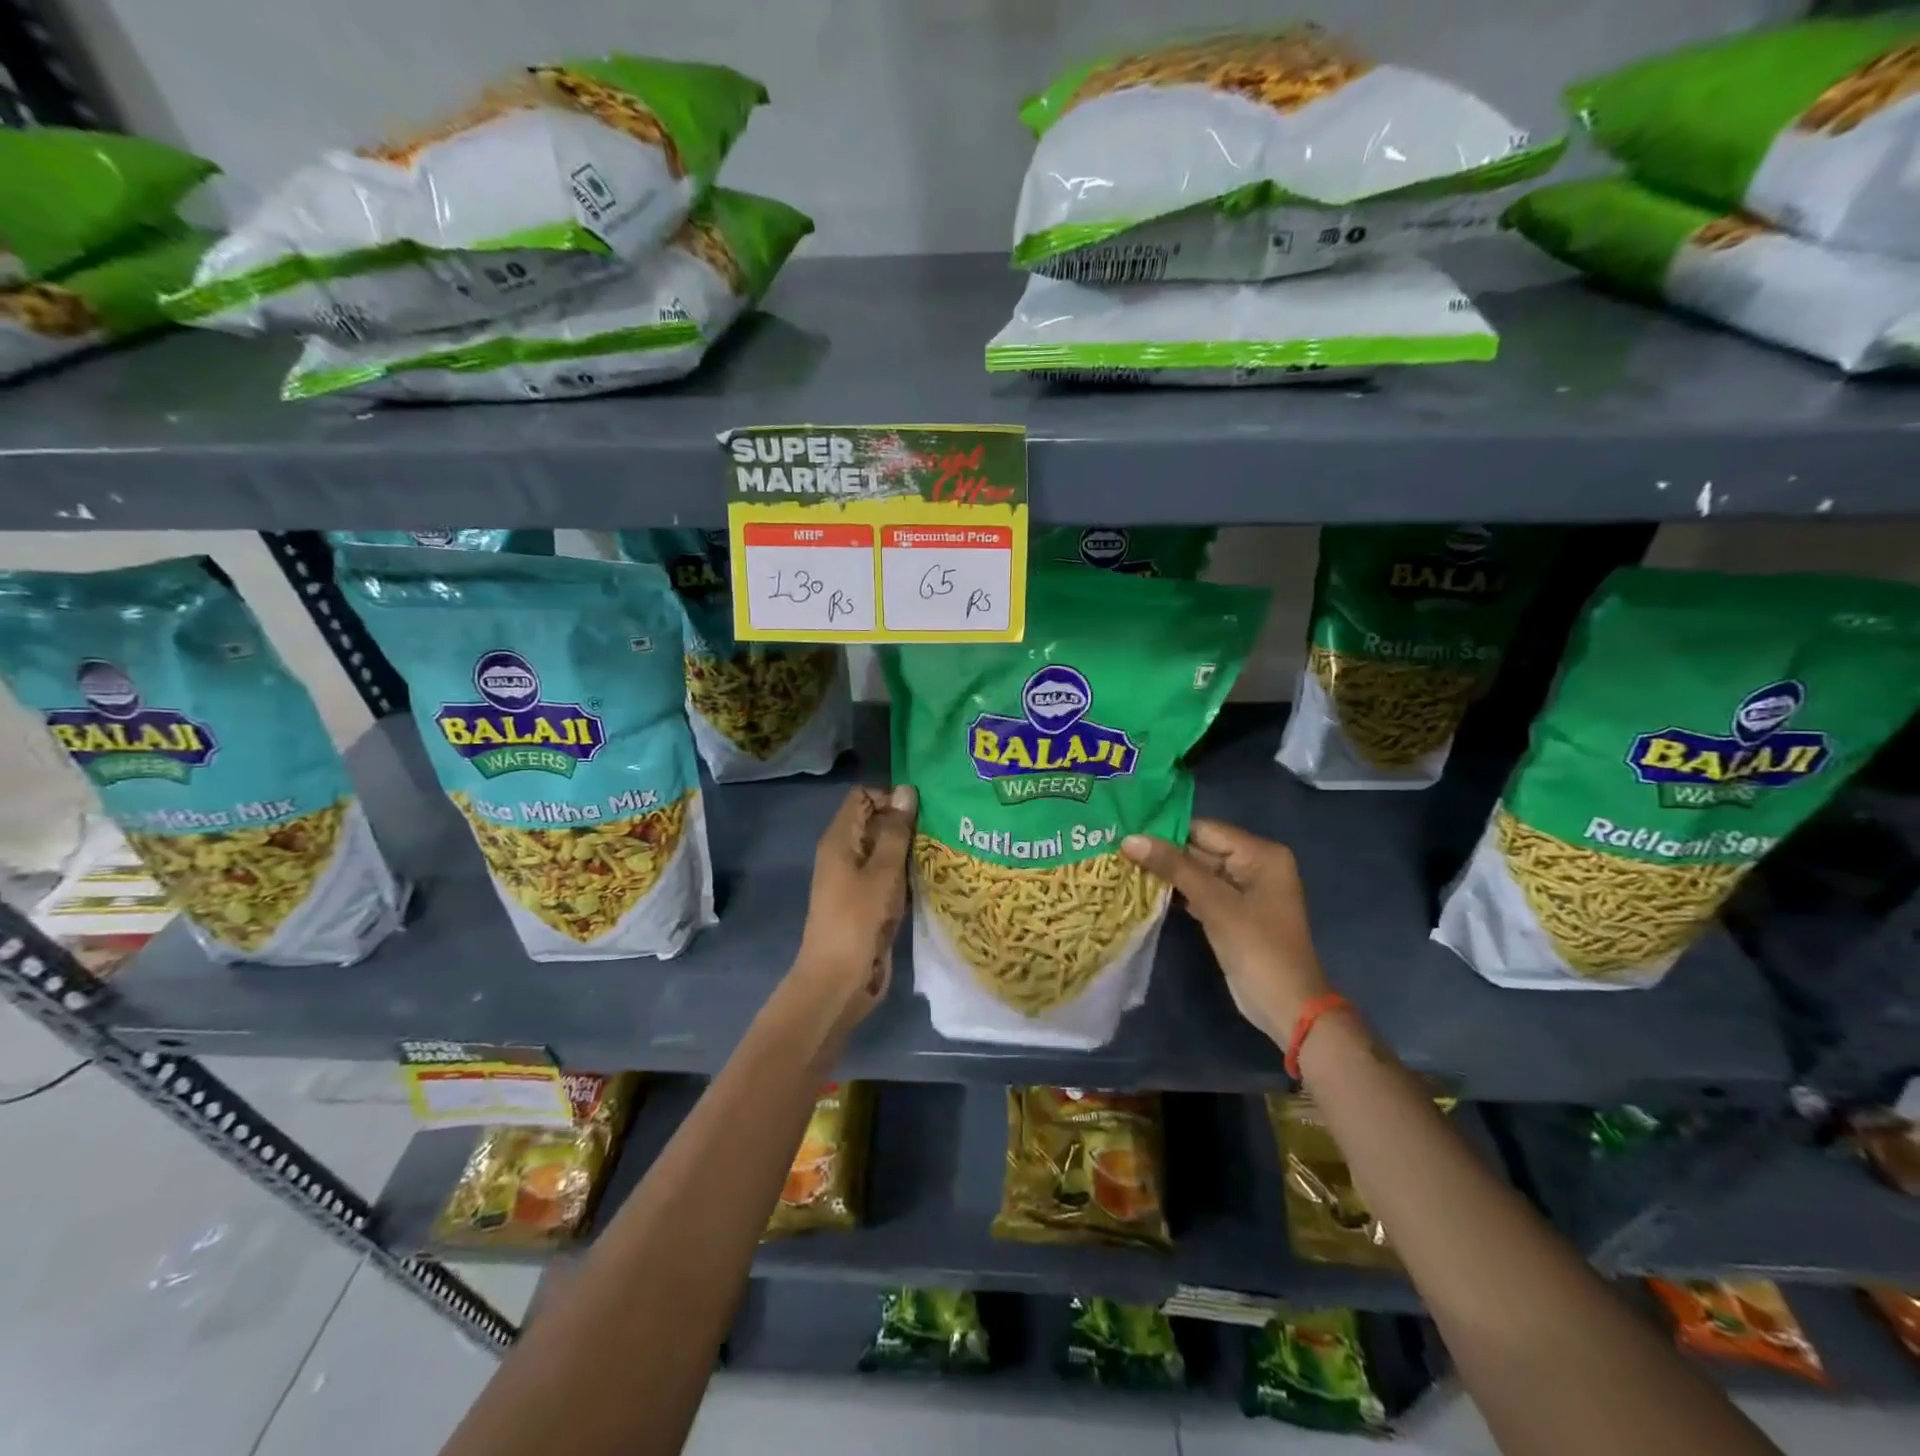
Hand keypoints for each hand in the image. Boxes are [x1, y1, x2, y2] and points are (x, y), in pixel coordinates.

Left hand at [793, 785, 916, 1035]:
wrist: (839, 982)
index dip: (890, 798)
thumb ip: (895, 831)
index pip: (862, 797)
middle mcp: (845, 854)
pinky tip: (934, 877)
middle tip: (941, 829)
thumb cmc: (857, 921)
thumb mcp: (882, 872)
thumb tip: (906, 790)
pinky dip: (907, 874)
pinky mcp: (869, 903)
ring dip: (910, 851)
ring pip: (886, 851)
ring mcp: (857, 880)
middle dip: (906, 823)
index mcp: (839, 840)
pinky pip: (890, 877)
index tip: (920, 812)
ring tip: (944, 850)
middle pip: (876, 822)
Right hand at [1121, 819, 1328, 1044]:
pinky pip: (1202, 892)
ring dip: (1167, 874)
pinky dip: (1179, 893)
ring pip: (1198, 872)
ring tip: (1125, 868)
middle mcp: (1255, 864)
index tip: (1125, 834)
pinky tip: (1147, 892)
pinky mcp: (1234, 913)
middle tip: (1119, 852)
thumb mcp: (1214, 903)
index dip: (1165, 831)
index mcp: (1261, 854)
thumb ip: (1173, 867)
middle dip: (1163, 853)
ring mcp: (1245, 890)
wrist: (1287, 1008)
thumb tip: (1130, 839)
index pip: (1204, 830)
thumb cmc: (1257, 948)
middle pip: (1201, 849)